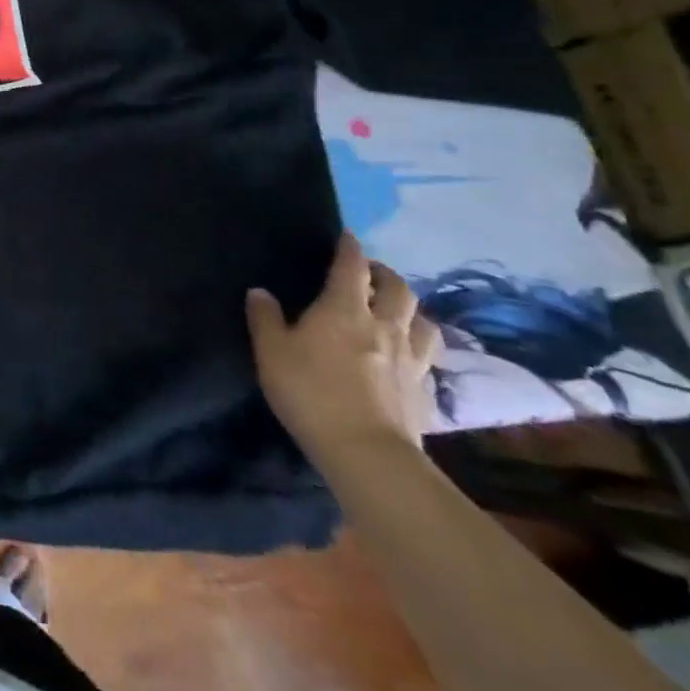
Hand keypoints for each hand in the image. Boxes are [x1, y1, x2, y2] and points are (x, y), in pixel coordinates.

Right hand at [246, 234, 440, 465]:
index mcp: (344, 308)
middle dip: (385, 274)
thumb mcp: (271, 352)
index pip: (352, 266)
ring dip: (411, 309)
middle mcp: (384, 325)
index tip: (347, 237)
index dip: (349, 248)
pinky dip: (420, 348)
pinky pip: (429, 358)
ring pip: (423, 321)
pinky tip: (410, 356)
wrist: (367, 453)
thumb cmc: (311, 392)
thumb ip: (265, 318)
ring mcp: (411, 359)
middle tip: (371, 273)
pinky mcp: (425, 391)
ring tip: (397, 312)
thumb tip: (260, 292)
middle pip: (398, 288)